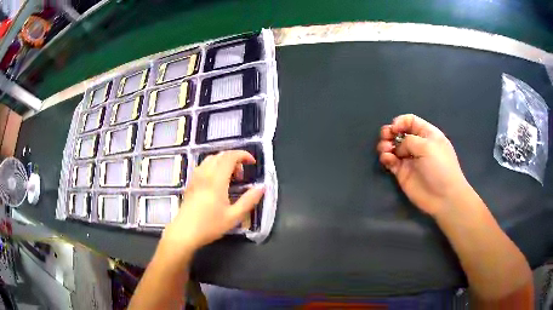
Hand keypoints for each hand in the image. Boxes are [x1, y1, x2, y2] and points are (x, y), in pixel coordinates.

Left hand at [162, 150, 264, 252]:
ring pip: (210, 159)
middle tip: (241, 175)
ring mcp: (195, 177)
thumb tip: (262, 188)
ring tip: (230, 178)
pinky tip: (216, 182)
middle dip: (234, 159)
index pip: (230, 157)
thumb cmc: (210, 225)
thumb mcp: (234, 216)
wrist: (184, 232)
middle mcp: (205, 174)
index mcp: (216, 180)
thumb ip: (249, 201)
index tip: (252, 163)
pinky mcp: (190, 183)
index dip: (243, 155)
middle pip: (220, 155)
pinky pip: (203, 166)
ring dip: (223, 162)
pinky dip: (213, 166)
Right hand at [377, 114, 469, 216]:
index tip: (394, 128)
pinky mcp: (402, 173)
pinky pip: (391, 161)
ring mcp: (409, 159)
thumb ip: (409, 141)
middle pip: (399, 133)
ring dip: (385, 145)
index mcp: (427, 134)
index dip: (400, 122)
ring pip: (392, 147)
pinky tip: (387, 159)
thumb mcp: (428, 146)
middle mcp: (417, 145)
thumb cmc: (440, 167)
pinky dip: (386, 158)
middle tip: (385, 137)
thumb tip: (398, 147)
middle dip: (390, 132)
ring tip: (385, 150)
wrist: (443, 197)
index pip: (410, 121)